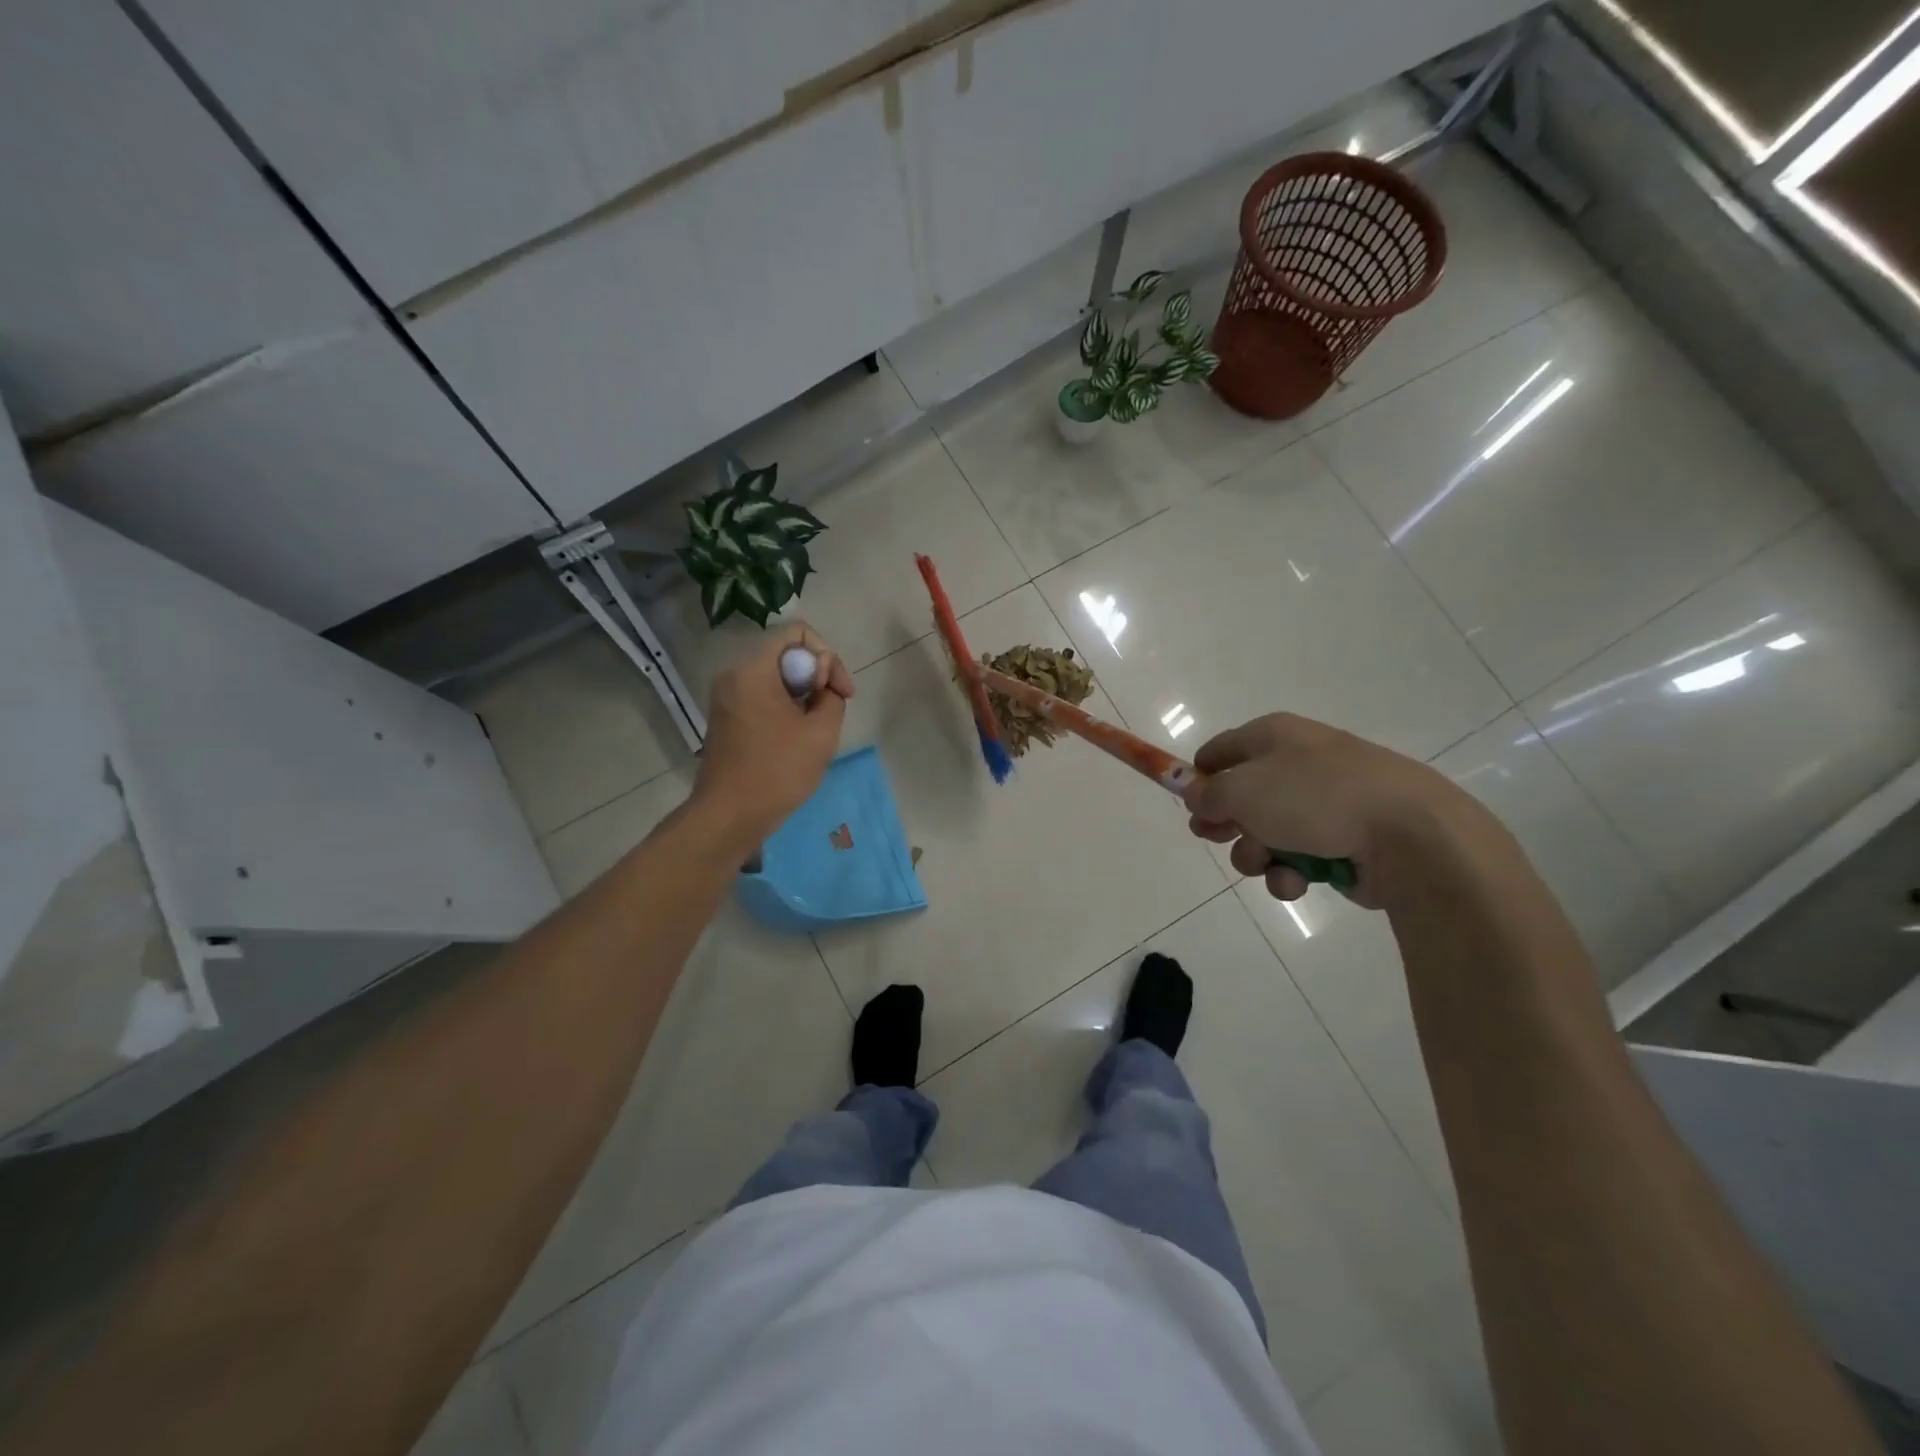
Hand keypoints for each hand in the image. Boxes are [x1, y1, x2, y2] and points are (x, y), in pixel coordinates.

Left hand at [691, 624, 853, 848]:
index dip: (827, 656)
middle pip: (787, 652)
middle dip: (817, 675)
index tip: (838, 692)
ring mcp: (726, 696)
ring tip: (817, 726)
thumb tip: (824, 690)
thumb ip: (832, 697)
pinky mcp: (726, 716)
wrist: (729, 815)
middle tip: (832, 709)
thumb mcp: (822, 732)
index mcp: (753, 670)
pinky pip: (762, 694)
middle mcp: (734, 674)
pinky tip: (796, 735)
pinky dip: (785, 705)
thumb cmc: (777, 771)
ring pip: (776, 675)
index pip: (798, 633)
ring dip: (803, 692)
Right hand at [1181, 713, 1465, 908]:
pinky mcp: (1343, 842)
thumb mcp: (1243, 790)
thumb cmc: (1315, 798)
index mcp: (1276, 736)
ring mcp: (1324, 804)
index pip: (1222, 749)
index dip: (1200, 776)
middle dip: (1227, 822)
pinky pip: (1298, 857)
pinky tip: (1297, 880)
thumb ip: (1209, 794)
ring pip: (1267, 832)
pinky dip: (1290, 871)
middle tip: (1215, 837)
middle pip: (1242, 794)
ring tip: (1266, 862)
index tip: (1188, 805)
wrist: (1410, 835)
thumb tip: (1195, 795)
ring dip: (1256, 853)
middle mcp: (1299, 763)